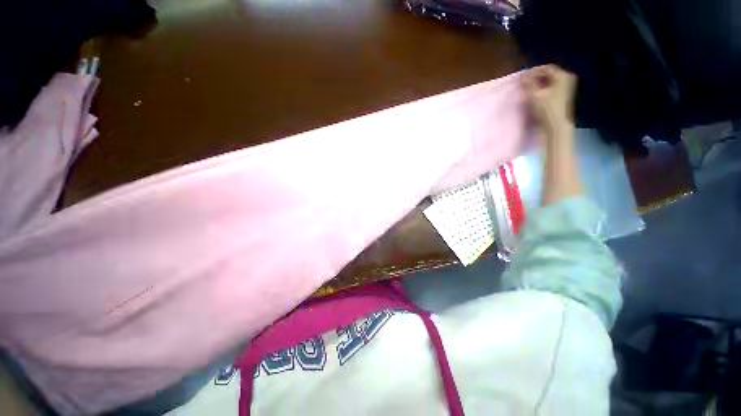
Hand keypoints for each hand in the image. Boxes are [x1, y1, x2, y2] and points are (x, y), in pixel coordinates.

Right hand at [522, 65, 576, 136]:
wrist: (556, 126)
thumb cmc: (546, 110)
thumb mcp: (534, 96)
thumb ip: (528, 84)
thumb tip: (522, 76)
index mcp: (562, 76)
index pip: (546, 68)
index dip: (533, 72)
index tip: (523, 78)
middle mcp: (568, 78)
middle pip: (549, 74)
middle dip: (536, 78)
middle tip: (525, 83)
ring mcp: (568, 87)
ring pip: (551, 81)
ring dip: (539, 84)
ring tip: (529, 90)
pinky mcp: (565, 95)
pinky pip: (553, 87)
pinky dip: (544, 89)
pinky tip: (537, 95)